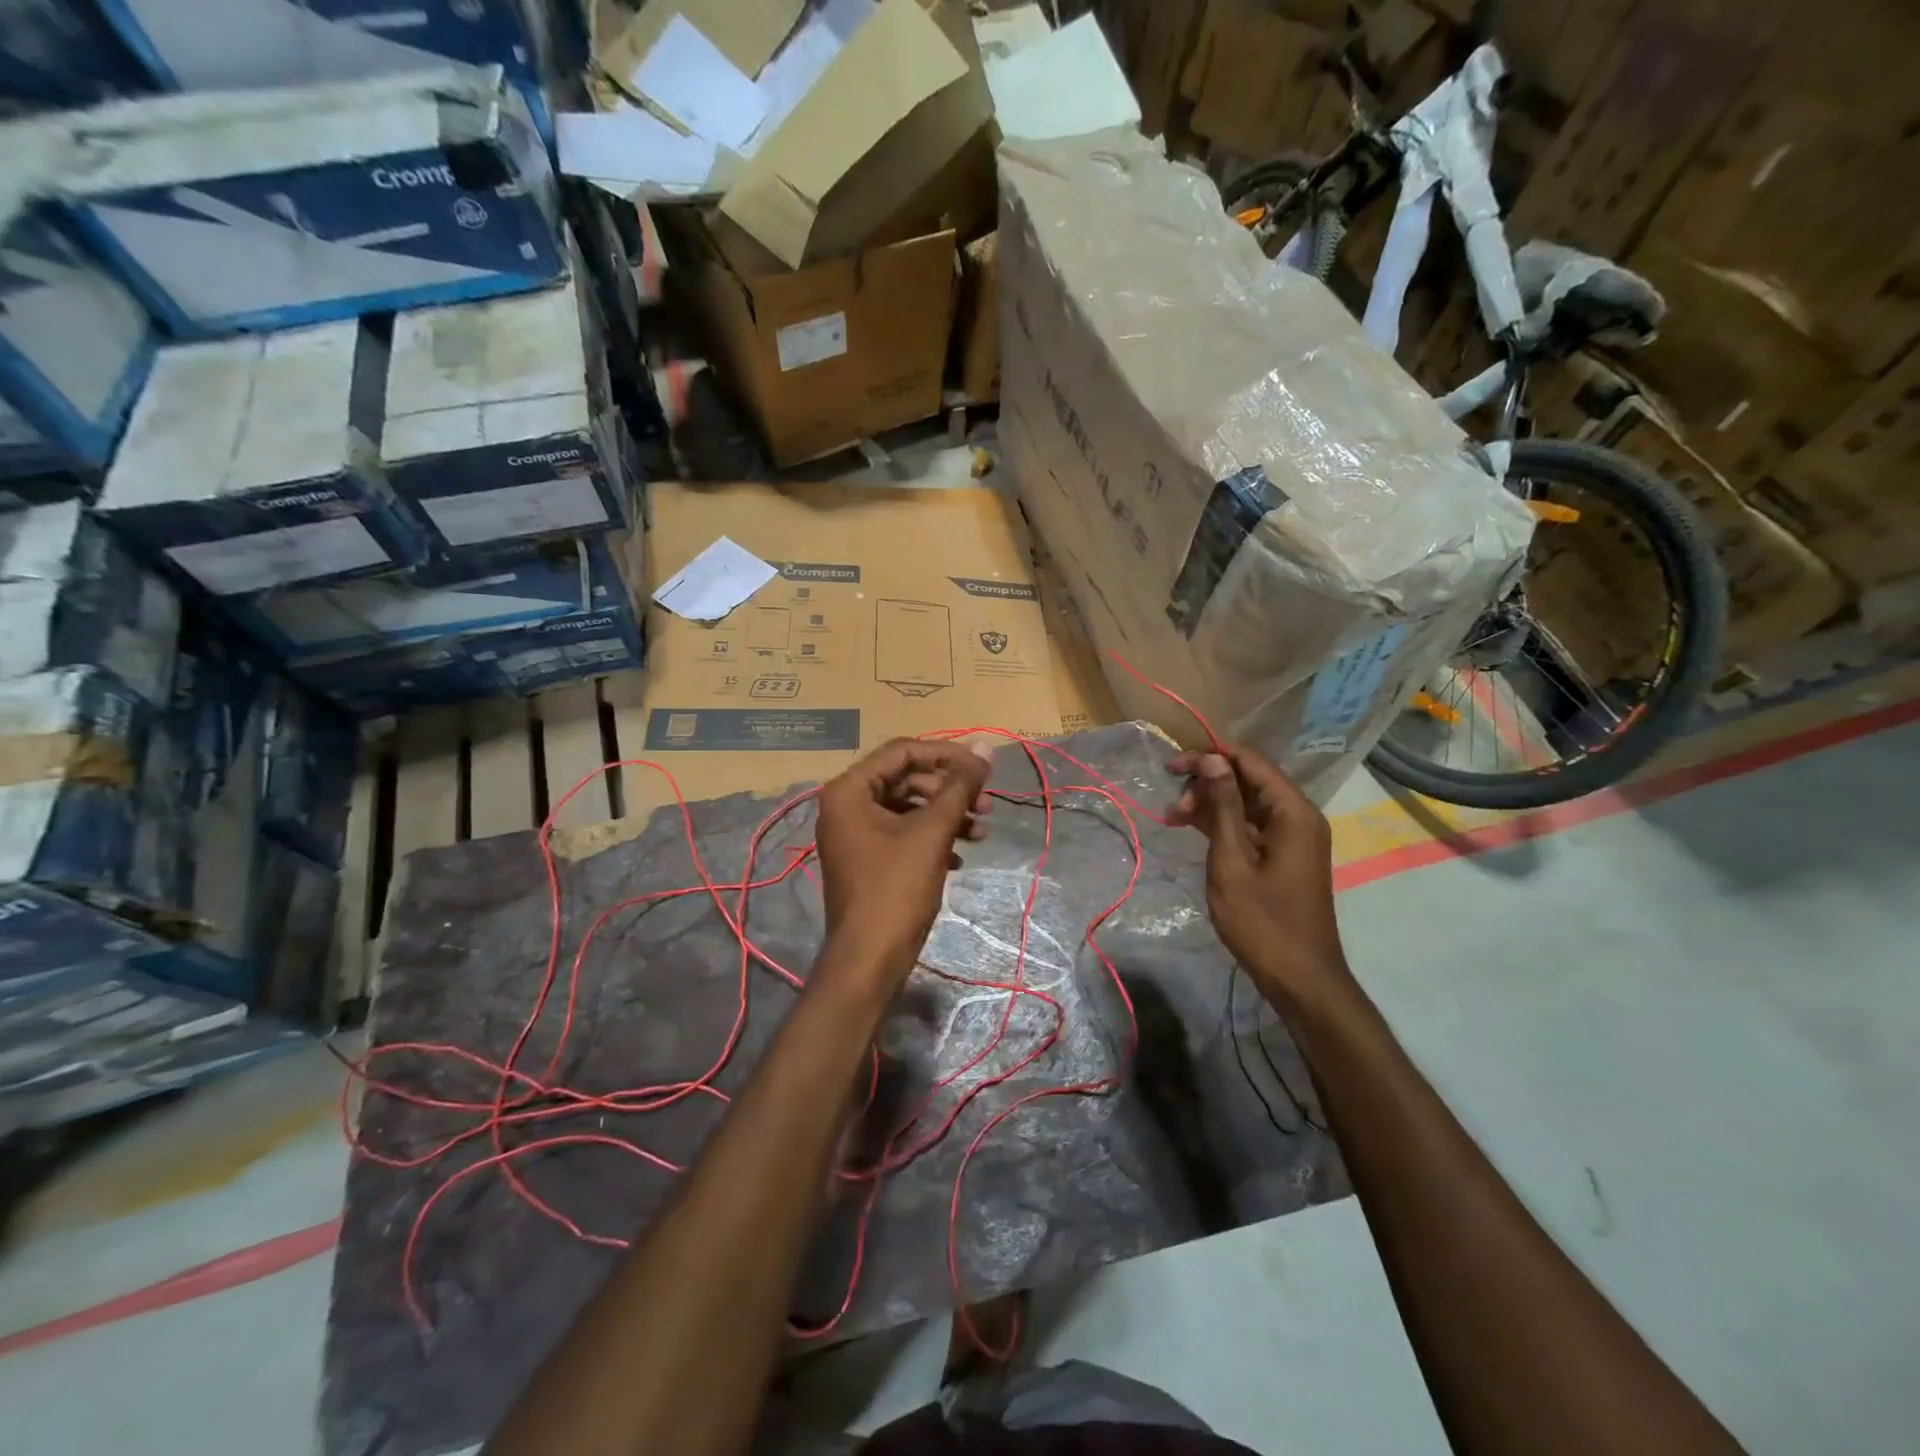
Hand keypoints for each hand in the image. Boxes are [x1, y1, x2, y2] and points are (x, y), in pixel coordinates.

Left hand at [812, 738, 994, 989]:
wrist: (869, 960)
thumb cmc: (896, 889)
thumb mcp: (932, 832)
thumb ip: (960, 786)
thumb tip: (986, 747)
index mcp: (849, 790)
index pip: (903, 752)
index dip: (947, 755)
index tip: (983, 768)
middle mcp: (847, 805)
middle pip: (907, 779)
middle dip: (950, 790)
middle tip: (987, 804)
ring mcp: (856, 834)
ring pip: (909, 808)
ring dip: (947, 816)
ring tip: (983, 831)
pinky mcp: (868, 859)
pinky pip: (904, 834)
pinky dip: (933, 839)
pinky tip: (960, 858)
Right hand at [1168, 745, 1348, 1000]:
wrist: (1299, 977)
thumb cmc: (1262, 921)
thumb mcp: (1233, 860)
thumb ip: (1223, 806)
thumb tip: (1212, 759)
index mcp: (1292, 811)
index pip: (1249, 761)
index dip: (1209, 756)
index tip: (1171, 768)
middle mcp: (1297, 815)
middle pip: (1248, 778)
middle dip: (1207, 782)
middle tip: (1173, 806)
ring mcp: (1291, 836)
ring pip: (1245, 801)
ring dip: (1210, 803)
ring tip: (1174, 818)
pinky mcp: (1282, 854)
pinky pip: (1249, 824)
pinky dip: (1221, 823)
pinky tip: (1191, 828)